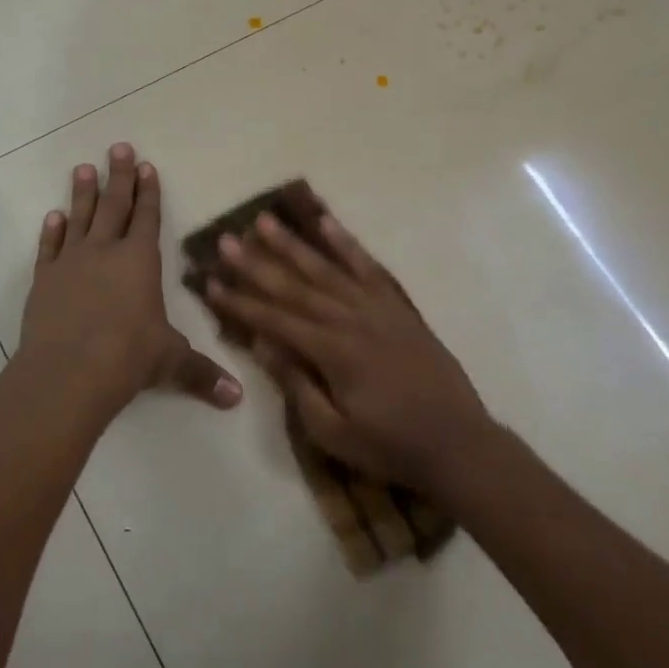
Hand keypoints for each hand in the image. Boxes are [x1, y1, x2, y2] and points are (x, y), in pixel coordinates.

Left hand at [19, 143, 241, 418]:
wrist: (69, 372)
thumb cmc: (129, 358)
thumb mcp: (171, 362)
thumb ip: (202, 374)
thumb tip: (237, 399)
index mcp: (140, 261)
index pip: (147, 217)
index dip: (148, 191)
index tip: (145, 165)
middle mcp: (105, 252)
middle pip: (113, 206)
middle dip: (118, 177)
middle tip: (116, 148)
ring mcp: (71, 263)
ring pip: (79, 218)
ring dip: (82, 193)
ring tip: (82, 168)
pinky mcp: (44, 280)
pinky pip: (49, 248)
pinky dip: (52, 231)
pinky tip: (53, 217)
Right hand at [206, 209, 492, 495]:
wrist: (458, 443)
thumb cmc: (389, 446)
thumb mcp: (332, 431)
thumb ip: (296, 383)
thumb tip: (261, 342)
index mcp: (332, 352)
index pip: (274, 320)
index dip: (239, 301)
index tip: (210, 282)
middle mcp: (351, 319)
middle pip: (295, 286)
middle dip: (256, 263)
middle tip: (226, 240)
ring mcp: (378, 308)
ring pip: (327, 269)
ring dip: (294, 244)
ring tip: (265, 221)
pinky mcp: (398, 307)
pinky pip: (369, 267)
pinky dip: (347, 243)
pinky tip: (327, 223)